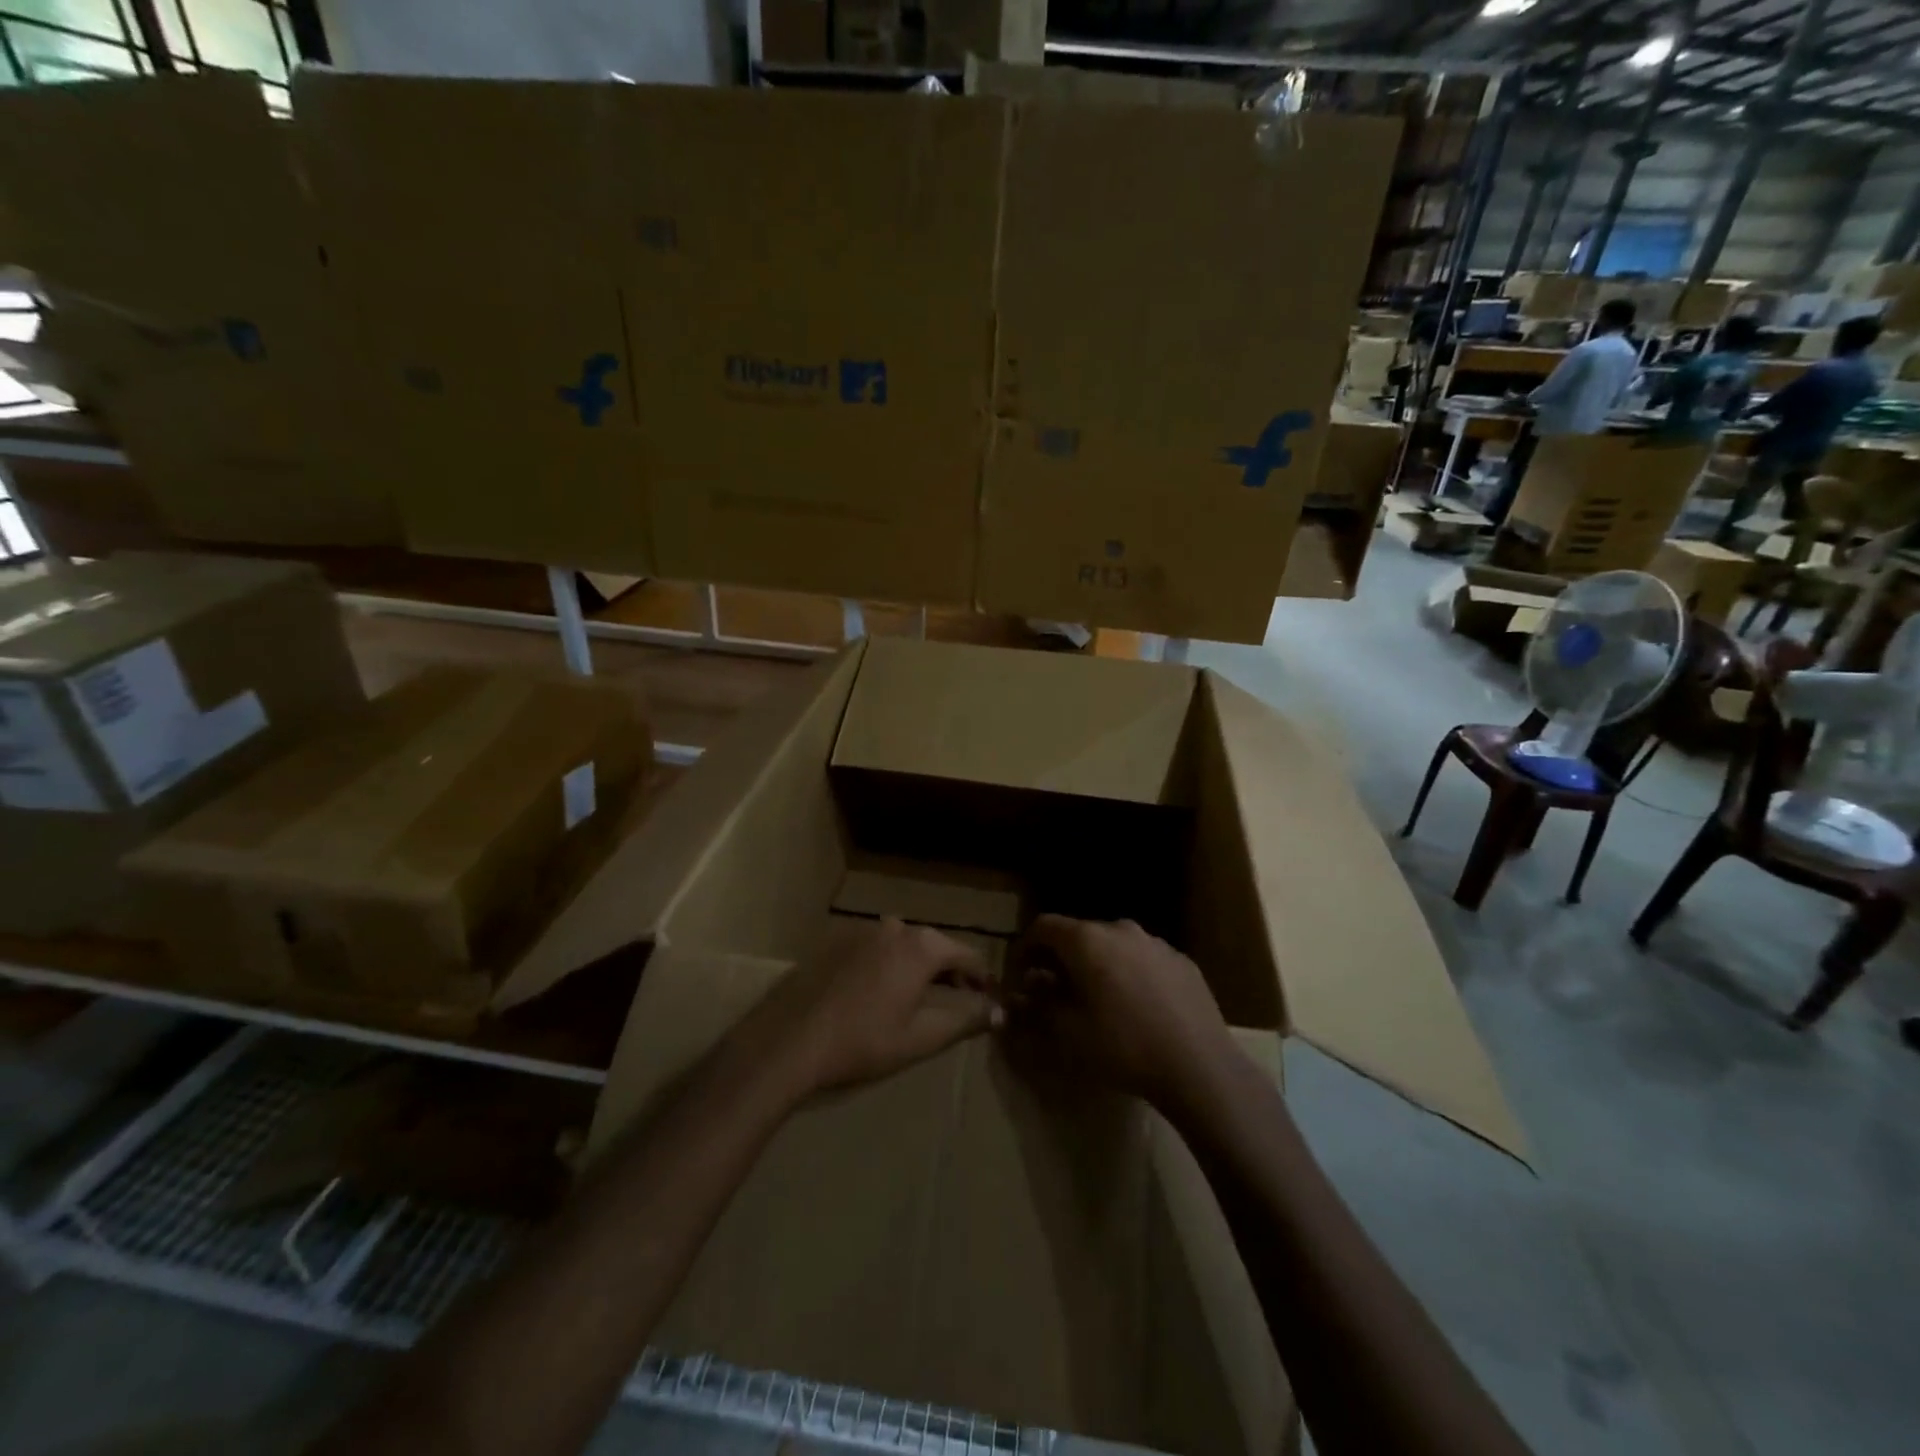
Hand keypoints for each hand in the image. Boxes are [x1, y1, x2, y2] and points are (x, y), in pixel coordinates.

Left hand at [736, 918, 1000, 1101]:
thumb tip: (999, 1012)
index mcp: (921, 946)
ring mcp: (862, 930)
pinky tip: (879, 992)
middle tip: (960, 998)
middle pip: (935, 945)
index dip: (982, 977)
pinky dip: (889, 964)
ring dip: (918, 966)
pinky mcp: (836, 940)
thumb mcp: (921, 1037)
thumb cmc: (863, 1042)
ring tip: (920, 996)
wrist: (790, 1040)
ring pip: (904, 945)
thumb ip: (965, 1020)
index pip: (967, 954)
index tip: (988, 997)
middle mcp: (895, 927)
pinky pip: (876, 948)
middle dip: (950, 970)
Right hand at [1009, 915, 1233, 1112]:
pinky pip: (1141, 958)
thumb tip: (1021, 993)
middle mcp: (1120, 928)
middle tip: (1052, 990)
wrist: (1198, 1066)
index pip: (1043, 926)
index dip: (1024, 947)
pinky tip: (1135, 1006)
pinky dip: (1127, 972)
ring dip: (1096, 964)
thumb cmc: (1123, 1046)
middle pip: (1078, 933)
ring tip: (1095, 999)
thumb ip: (1038, 1006)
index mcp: (1087, 939)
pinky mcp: (1181, 960)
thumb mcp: (1068, 1032)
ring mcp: (1155, 942)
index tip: (1019, 974)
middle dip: (1060, 958)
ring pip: (1112, 945)